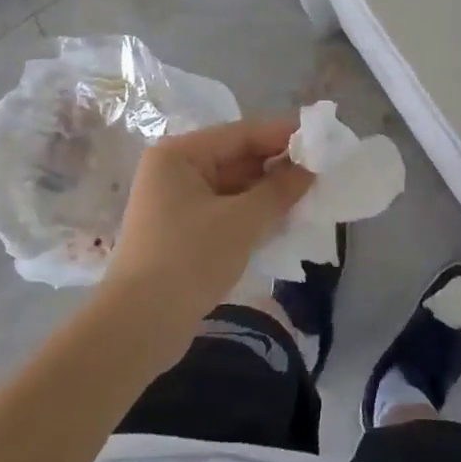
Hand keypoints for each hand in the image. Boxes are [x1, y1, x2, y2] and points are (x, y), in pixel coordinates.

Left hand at [104, 117, 312, 346]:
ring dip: (269, 192)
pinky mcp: (183, 233)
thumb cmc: (188, 259)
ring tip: (311, 194)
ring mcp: (177, 203)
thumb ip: (280, 189)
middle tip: (321, 170)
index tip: (322, 138)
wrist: (138, 328)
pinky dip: (254, 213)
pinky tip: (285, 219)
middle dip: (278, 166)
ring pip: (234, 186)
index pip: (241, 133)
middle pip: (236, 157)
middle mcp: (175, 170)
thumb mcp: (242, 221)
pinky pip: (227, 210)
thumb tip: (310, 168)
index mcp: (180, 154)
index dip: (282, 135)